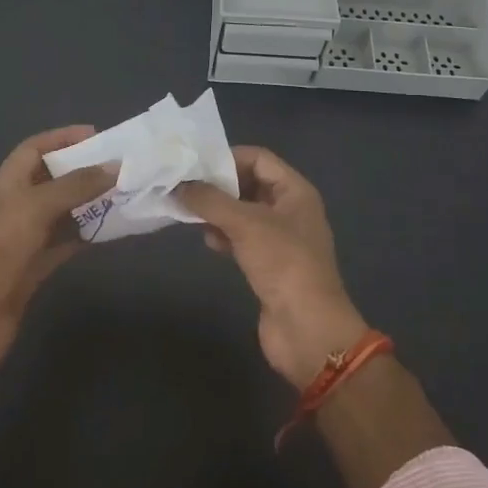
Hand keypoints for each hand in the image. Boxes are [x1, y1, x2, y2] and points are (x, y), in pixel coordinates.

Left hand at [0, 126, 114, 354]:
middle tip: (120, 166)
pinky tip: (111, 230)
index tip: (97, 135)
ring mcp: (24, 239)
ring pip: (61, 212)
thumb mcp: (35, 208)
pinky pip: (64, 243)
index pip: (33, 149)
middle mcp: (14, 207)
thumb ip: (75, 186)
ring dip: (88, 203)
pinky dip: (85, 234)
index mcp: (5, 185)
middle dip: (81, 170)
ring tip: (123, 194)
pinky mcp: (34, 269)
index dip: (62, 138)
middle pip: (50, 179)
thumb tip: (114, 166)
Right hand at [177, 147, 368, 388]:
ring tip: (190, 213)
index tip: (195, 165)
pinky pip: (243, 239)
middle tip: (185, 187)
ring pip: (243, 213)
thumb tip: (179, 185)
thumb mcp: (246, 224)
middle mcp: (290, 209)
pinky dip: (225, 235)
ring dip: (218, 212)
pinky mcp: (269, 264)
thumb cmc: (283, 264)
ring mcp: (280, 238)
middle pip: (250, 184)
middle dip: (219, 186)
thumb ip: (210, 201)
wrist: (307, 329)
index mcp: (295, 191)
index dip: (228, 157)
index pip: (259, 158)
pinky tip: (208, 241)